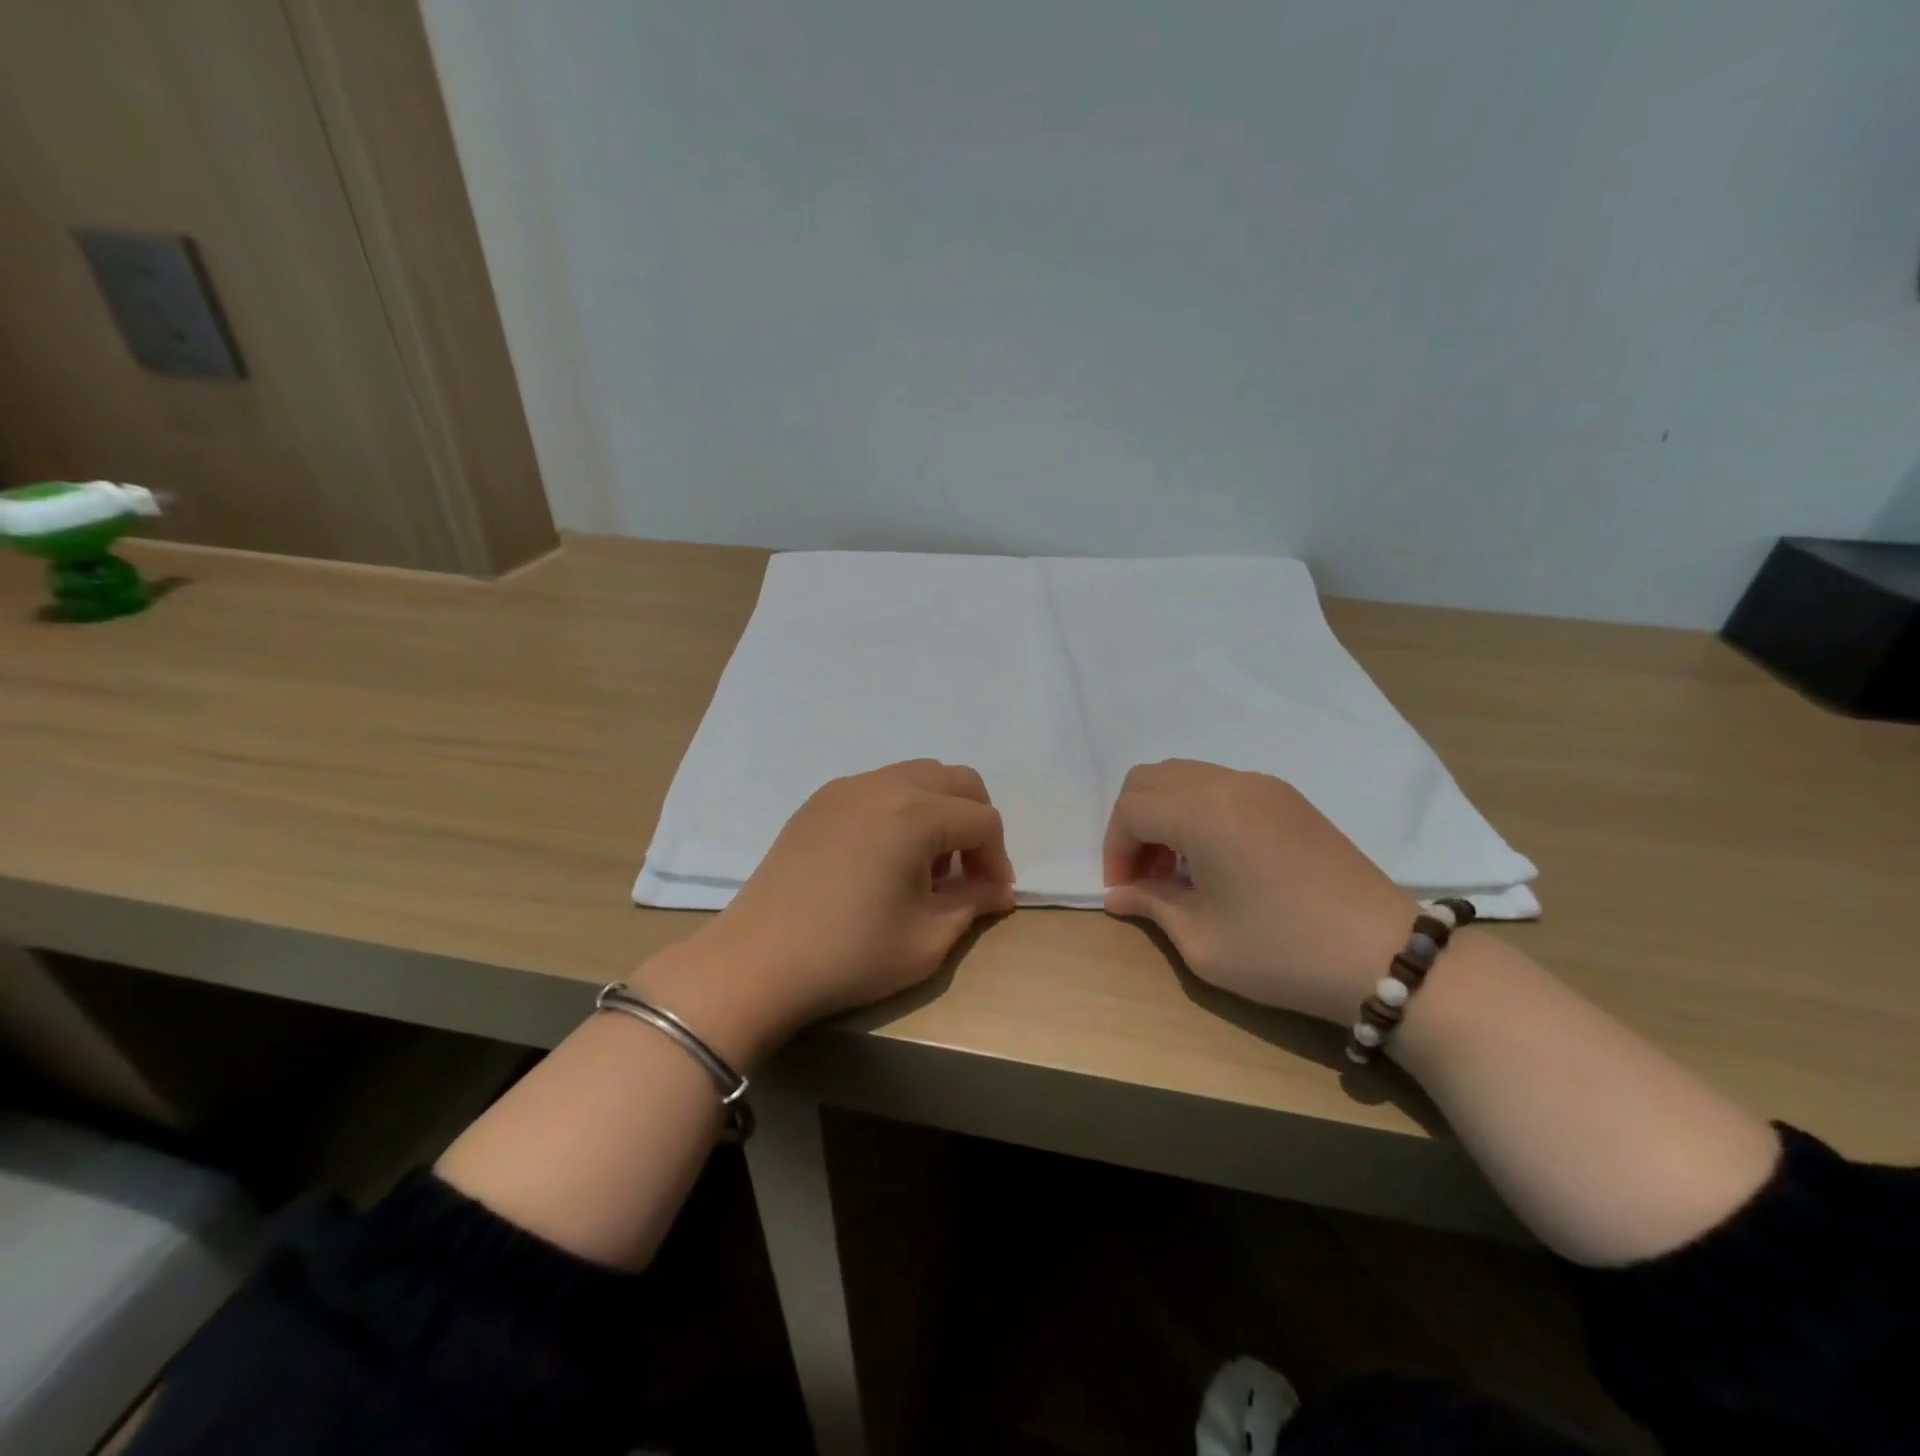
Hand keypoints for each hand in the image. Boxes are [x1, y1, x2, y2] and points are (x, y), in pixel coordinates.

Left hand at [636, 760, 1016, 1064]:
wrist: (756, 962)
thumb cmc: (850, 955)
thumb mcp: (926, 940)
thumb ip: (972, 904)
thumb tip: (1000, 890)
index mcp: (916, 815)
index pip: (983, 820)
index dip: (997, 858)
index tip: (991, 896)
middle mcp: (884, 786)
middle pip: (957, 780)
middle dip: (975, 822)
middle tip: (966, 871)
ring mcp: (846, 788)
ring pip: (917, 776)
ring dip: (939, 812)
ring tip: (925, 865)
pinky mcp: (819, 801)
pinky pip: (879, 787)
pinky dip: (901, 809)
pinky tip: (884, 857)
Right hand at [1102, 760, 1418, 1024]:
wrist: (1386, 957)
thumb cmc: (1282, 951)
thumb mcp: (1202, 940)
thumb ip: (1151, 905)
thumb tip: (1118, 894)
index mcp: (1203, 813)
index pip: (1131, 809)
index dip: (1115, 849)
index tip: (1123, 891)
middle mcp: (1229, 784)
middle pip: (1151, 779)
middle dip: (1132, 824)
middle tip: (1144, 875)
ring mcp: (1264, 787)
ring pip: (1185, 777)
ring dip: (1164, 815)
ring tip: (1177, 870)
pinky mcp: (1288, 799)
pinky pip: (1220, 786)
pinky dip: (1197, 811)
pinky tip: (1214, 860)